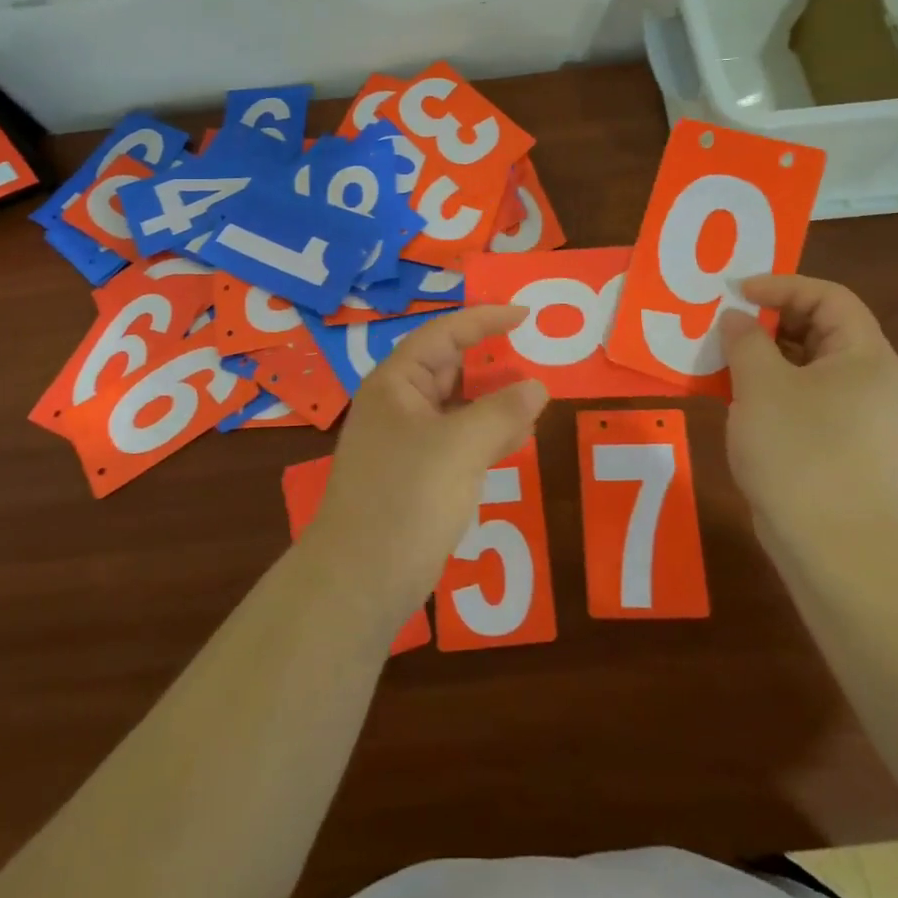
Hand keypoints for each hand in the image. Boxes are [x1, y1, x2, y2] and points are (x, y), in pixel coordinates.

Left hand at [297, 306, 549, 637]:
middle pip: (451, 368)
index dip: (485, 320)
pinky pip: (460, 440)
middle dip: (493, 362)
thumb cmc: (405, 499)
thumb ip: (502, 412)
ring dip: (495, 401)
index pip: (444, 334)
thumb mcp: (459, 448)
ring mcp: (408, 441)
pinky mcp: (418, 475)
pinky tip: (518, 438)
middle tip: (538, 357)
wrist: (359, 582)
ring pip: (458, 406)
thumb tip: (538, 387)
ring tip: (537, 396)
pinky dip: (488, 434)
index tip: (525, 315)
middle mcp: (399, 404)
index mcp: (396, 383)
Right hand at [718, 274, 897, 559]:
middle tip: (725, 323)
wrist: (835, 548)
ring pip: (808, 367)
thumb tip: (736, 319)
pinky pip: (804, 399)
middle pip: (820, 329)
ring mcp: (858, 417)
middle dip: (769, 320)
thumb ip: (745, 340)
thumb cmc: (800, 451)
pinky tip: (735, 398)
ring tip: (721, 358)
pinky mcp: (841, 447)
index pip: (829, 297)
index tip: (737, 293)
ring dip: (764, 356)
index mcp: (865, 357)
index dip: (782, 286)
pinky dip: (770, 389)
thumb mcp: (761, 384)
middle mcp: (870, 381)